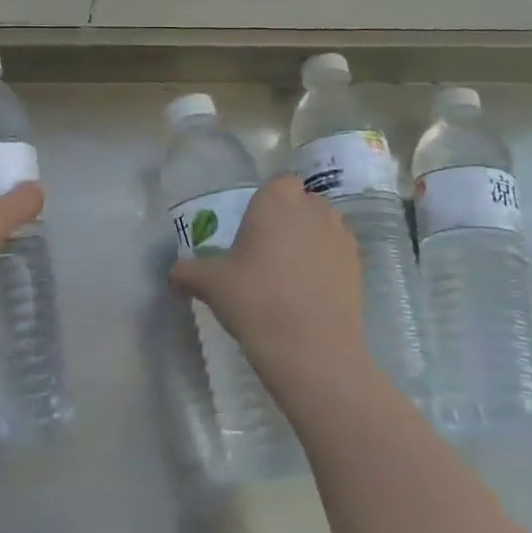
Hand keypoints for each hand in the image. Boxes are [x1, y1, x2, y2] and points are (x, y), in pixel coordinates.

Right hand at [168, 174, 371, 393]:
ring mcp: (341, 238)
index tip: (251, 230)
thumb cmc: (255, 300)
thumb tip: (173, 275)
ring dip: (309, 241)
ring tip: (288, 274)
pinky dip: (325, 265)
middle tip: (265, 253)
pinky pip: (337, 254)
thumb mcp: (210, 284)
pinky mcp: (358, 267)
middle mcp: (314, 210)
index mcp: (278, 202)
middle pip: (302, 204)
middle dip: (288, 220)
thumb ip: (188, 272)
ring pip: (323, 227)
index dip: (267, 204)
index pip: (278, 184)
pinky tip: (308, 293)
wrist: (310, 348)